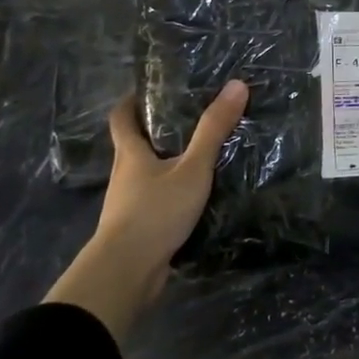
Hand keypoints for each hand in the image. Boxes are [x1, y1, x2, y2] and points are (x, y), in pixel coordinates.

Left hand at [44, 81, 247, 341]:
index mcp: (130, 154)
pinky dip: (169, 194)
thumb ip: (214, 130)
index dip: (131, 101)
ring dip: (164, 165)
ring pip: (144, 176)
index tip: (148, 89)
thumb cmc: (155, 212)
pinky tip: (193, 197)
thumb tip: (237, 84)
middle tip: (187, 118)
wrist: (126, 273)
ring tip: (197, 156)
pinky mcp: (136, 230)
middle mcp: (123, 176)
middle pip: (133, 146)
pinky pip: (153, 202)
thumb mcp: (192, 168)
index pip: (121, 118)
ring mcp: (127, 205)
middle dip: (155, 131)